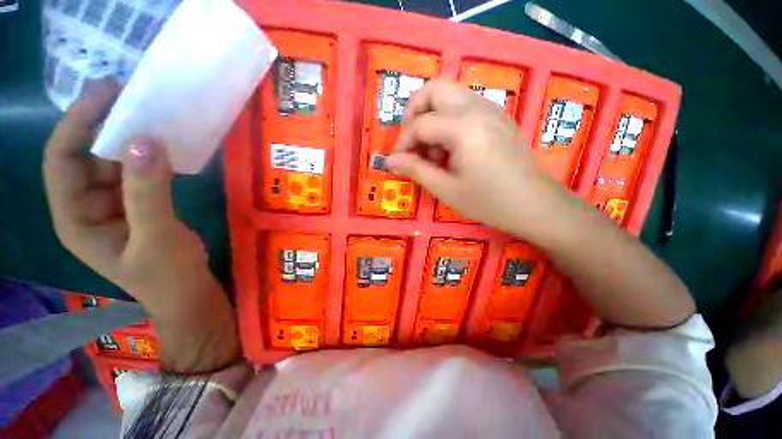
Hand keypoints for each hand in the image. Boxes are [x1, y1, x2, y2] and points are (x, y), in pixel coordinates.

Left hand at [43, 80, 220, 314]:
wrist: (189, 293)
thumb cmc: (167, 275)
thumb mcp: (156, 237)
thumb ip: (148, 192)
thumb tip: (145, 141)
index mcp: (75, 217)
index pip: (62, 159)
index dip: (77, 123)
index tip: (107, 94)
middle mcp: (87, 206)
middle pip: (86, 155)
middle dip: (104, 124)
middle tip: (132, 97)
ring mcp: (114, 205)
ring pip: (113, 162)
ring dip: (129, 139)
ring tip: (152, 116)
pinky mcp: (139, 205)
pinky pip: (137, 173)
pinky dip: (149, 157)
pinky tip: (167, 147)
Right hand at [386, 79, 574, 240]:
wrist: (535, 204)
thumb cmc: (489, 201)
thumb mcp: (446, 189)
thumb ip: (416, 170)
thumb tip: (389, 160)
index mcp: (463, 127)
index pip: (419, 123)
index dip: (402, 143)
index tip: (397, 162)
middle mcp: (477, 108)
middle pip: (434, 88)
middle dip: (414, 112)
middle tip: (412, 142)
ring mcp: (491, 109)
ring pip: (450, 94)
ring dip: (431, 115)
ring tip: (432, 150)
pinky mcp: (497, 117)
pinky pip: (464, 106)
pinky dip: (447, 119)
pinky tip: (450, 148)